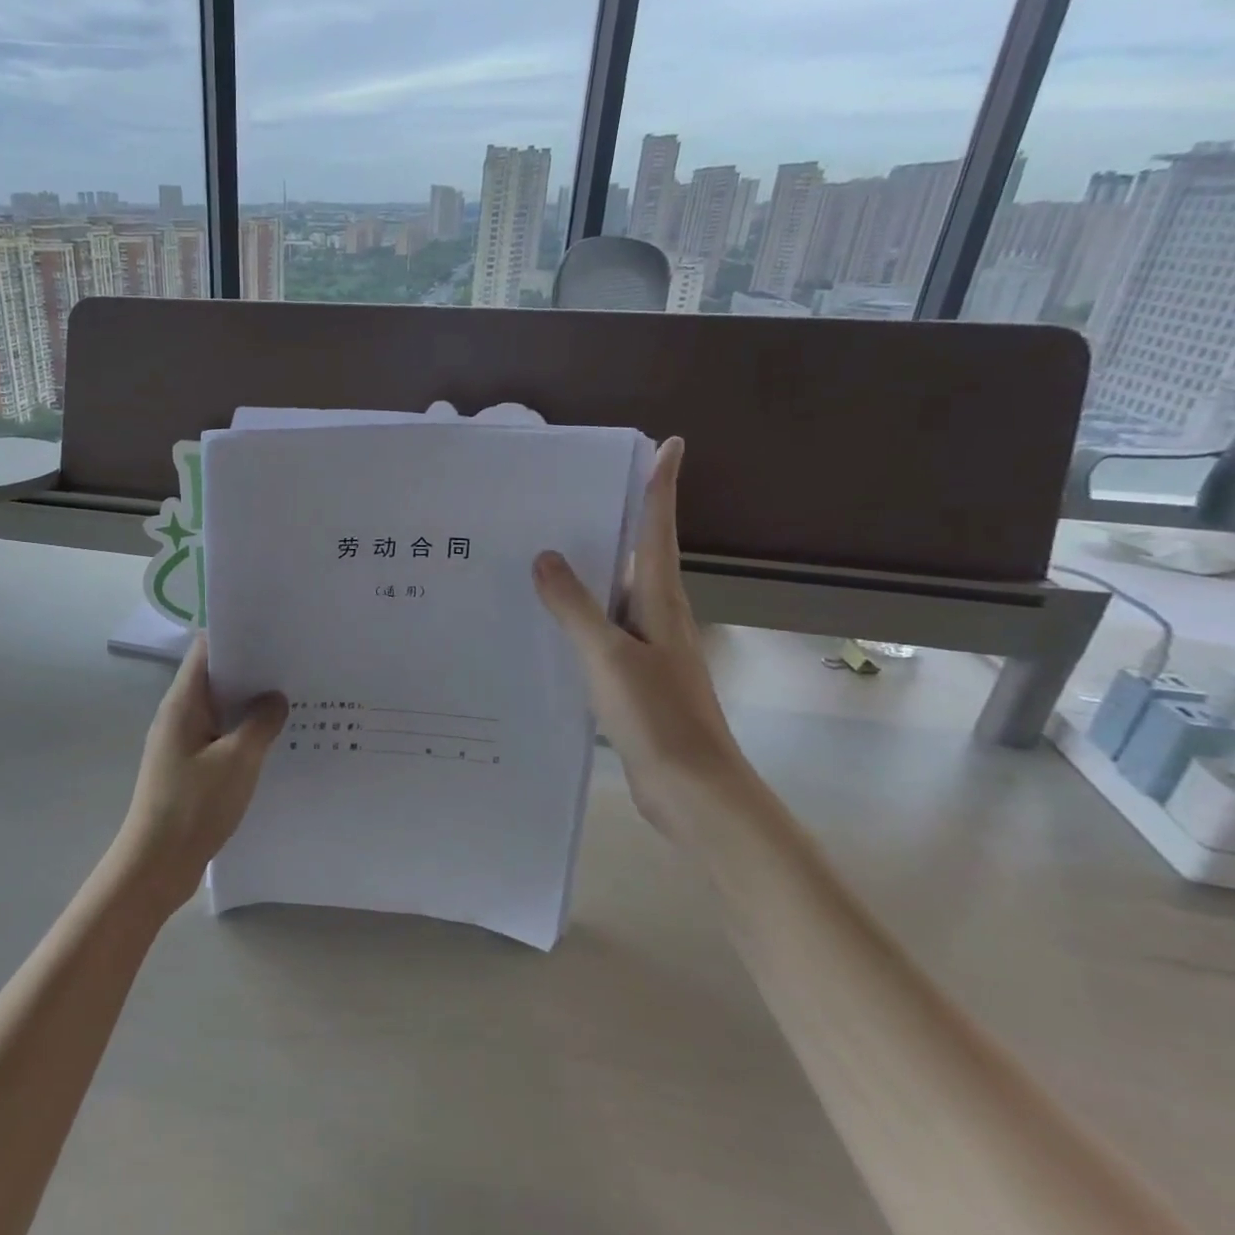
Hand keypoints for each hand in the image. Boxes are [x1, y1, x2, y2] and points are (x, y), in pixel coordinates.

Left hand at [114, 634, 287, 916]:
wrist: (156, 866)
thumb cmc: (193, 806)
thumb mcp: (237, 761)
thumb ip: (260, 724)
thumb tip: (275, 698)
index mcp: (182, 703)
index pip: (206, 650)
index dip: (237, 636)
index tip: (273, 633)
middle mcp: (179, 716)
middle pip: (215, 678)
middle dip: (252, 671)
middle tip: (294, 667)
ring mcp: (182, 742)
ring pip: (220, 710)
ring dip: (249, 706)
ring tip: (293, 699)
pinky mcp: (189, 767)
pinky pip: (220, 737)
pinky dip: (243, 733)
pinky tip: (273, 741)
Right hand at [533, 437, 750, 830]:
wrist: (691, 790)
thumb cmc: (657, 716)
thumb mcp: (607, 655)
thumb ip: (575, 606)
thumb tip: (545, 557)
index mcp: (661, 603)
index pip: (658, 531)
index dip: (661, 487)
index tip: (667, 444)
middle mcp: (658, 618)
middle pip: (636, 557)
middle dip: (613, 522)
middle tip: (568, 494)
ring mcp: (647, 650)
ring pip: (614, 597)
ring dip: (587, 573)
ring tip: (542, 552)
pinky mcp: (633, 679)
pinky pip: (600, 633)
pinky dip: (577, 618)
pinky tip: (547, 623)